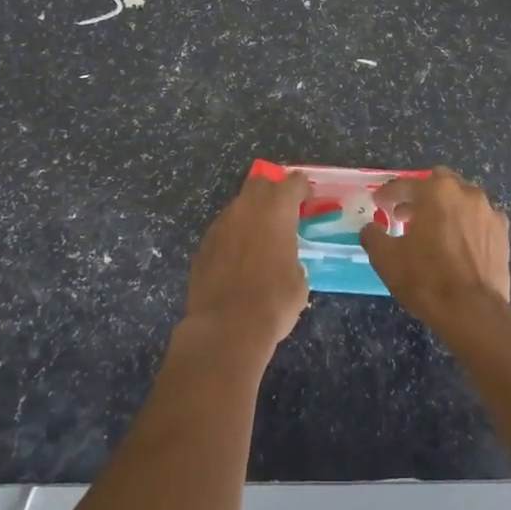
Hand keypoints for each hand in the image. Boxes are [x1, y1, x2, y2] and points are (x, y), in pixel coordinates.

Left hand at [184, 170, 312, 355]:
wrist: (226, 327)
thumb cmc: (273, 301)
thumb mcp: (299, 280)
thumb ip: (292, 256)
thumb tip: (284, 259)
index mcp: (276, 209)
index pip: (293, 182)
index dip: (303, 189)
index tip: (307, 203)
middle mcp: (246, 208)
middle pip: (260, 184)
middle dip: (272, 193)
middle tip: (281, 215)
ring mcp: (221, 224)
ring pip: (238, 207)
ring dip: (250, 216)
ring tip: (258, 243)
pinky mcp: (203, 244)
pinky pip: (223, 231)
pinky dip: (233, 238)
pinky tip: (237, 262)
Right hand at [361, 167, 510, 332]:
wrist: (474, 312)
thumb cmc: (426, 279)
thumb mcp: (386, 259)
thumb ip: (374, 236)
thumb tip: (371, 228)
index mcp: (435, 191)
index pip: (405, 185)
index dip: (388, 194)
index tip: (378, 203)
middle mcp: (465, 192)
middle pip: (439, 183)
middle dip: (421, 194)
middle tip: (407, 214)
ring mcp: (488, 211)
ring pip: (462, 199)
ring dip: (446, 208)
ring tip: (434, 230)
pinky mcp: (503, 232)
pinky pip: (480, 219)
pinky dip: (468, 224)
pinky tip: (460, 244)